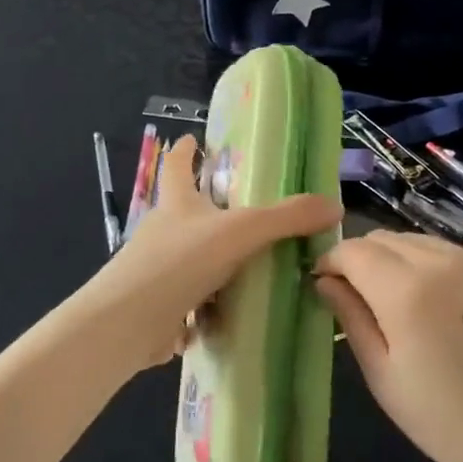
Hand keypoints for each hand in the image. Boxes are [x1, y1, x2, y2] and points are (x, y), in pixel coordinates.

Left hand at [69, 135, 340, 378]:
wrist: (128, 323)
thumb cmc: (180, 261)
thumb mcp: (242, 232)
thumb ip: (287, 218)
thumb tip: (334, 205)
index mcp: (177, 203)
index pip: (177, 165)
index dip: (186, 151)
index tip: (192, 138)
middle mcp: (162, 231)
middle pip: (185, 212)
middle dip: (209, 211)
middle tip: (247, 213)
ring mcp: (155, 271)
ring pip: (190, 259)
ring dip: (214, 263)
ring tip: (252, 268)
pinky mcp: (156, 307)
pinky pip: (188, 301)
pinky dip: (206, 306)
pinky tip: (233, 315)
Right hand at [315, 231, 462, 461]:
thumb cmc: (443, 419)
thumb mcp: (382, 374)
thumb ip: (350, 317)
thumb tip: (324, 281)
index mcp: (406, 289)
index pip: (351, 250)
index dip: (329, 263)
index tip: (320, 287)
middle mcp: (437, 261)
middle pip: (379, 238)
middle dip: (355, 259)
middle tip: (348, 296)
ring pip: (407, 239)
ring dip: (385, 257)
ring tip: (382, 298)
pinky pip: (436, 248)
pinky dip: (415, 259)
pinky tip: (418, 296)